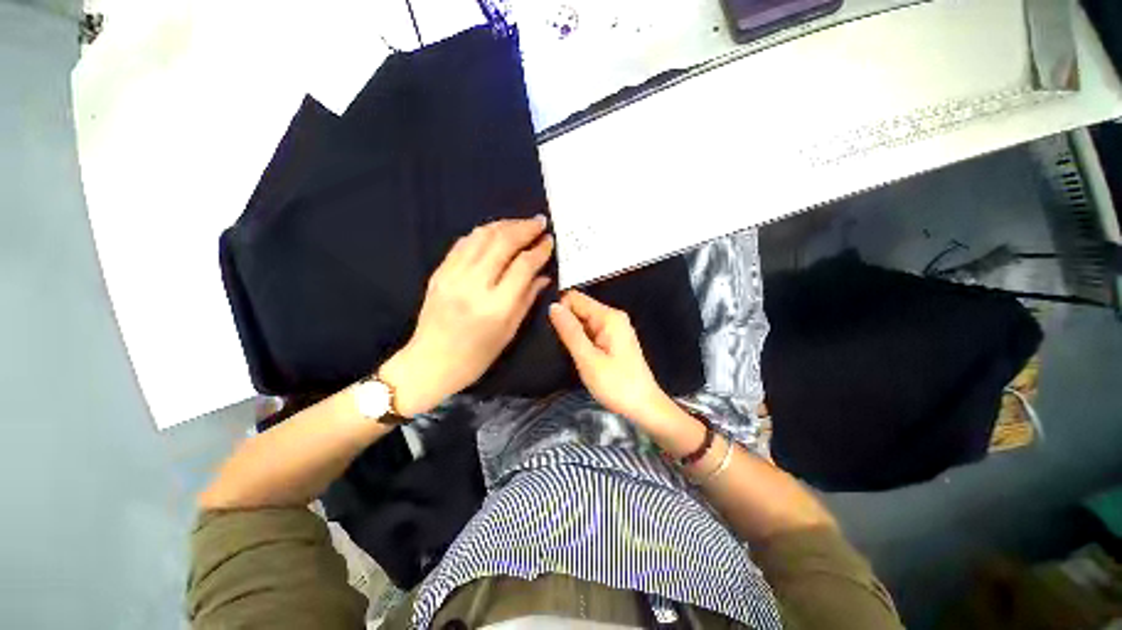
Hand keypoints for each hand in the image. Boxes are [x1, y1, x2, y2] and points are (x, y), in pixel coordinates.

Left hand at [380, 217, 553, 415]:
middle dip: (524, 228)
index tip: (549, 240)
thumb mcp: (509, 331)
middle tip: (539, 222)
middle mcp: (473, 285)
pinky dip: (482, 233)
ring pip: (481, 237)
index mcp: (496, 306)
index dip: (539, 250)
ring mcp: (452, 276)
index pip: (523, 266)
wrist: (430, 362)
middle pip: (502, 243)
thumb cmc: (476, 356)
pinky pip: (463, 243)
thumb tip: (543, 275)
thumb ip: (527, 299)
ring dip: (504, 225)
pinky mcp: (439, 272)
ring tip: (520, 224)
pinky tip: (495, 232)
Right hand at [549, 290, 676, 425]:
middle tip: (563, 347)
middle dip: (566, 324)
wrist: (643, 407)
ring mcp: (614, 329)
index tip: (554, 331)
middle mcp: (613, 318)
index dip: (560, 311)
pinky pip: (590, 332)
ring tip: (572, 354)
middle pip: (579, 308)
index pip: (575, 298)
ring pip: (583, 321)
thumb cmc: (619, 386)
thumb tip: (553, 307)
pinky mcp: (613, 340)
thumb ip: (570, 332)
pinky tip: (581, 356)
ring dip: (573, 334)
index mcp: (609, 317)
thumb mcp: (588, 359)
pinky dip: (581, 341)